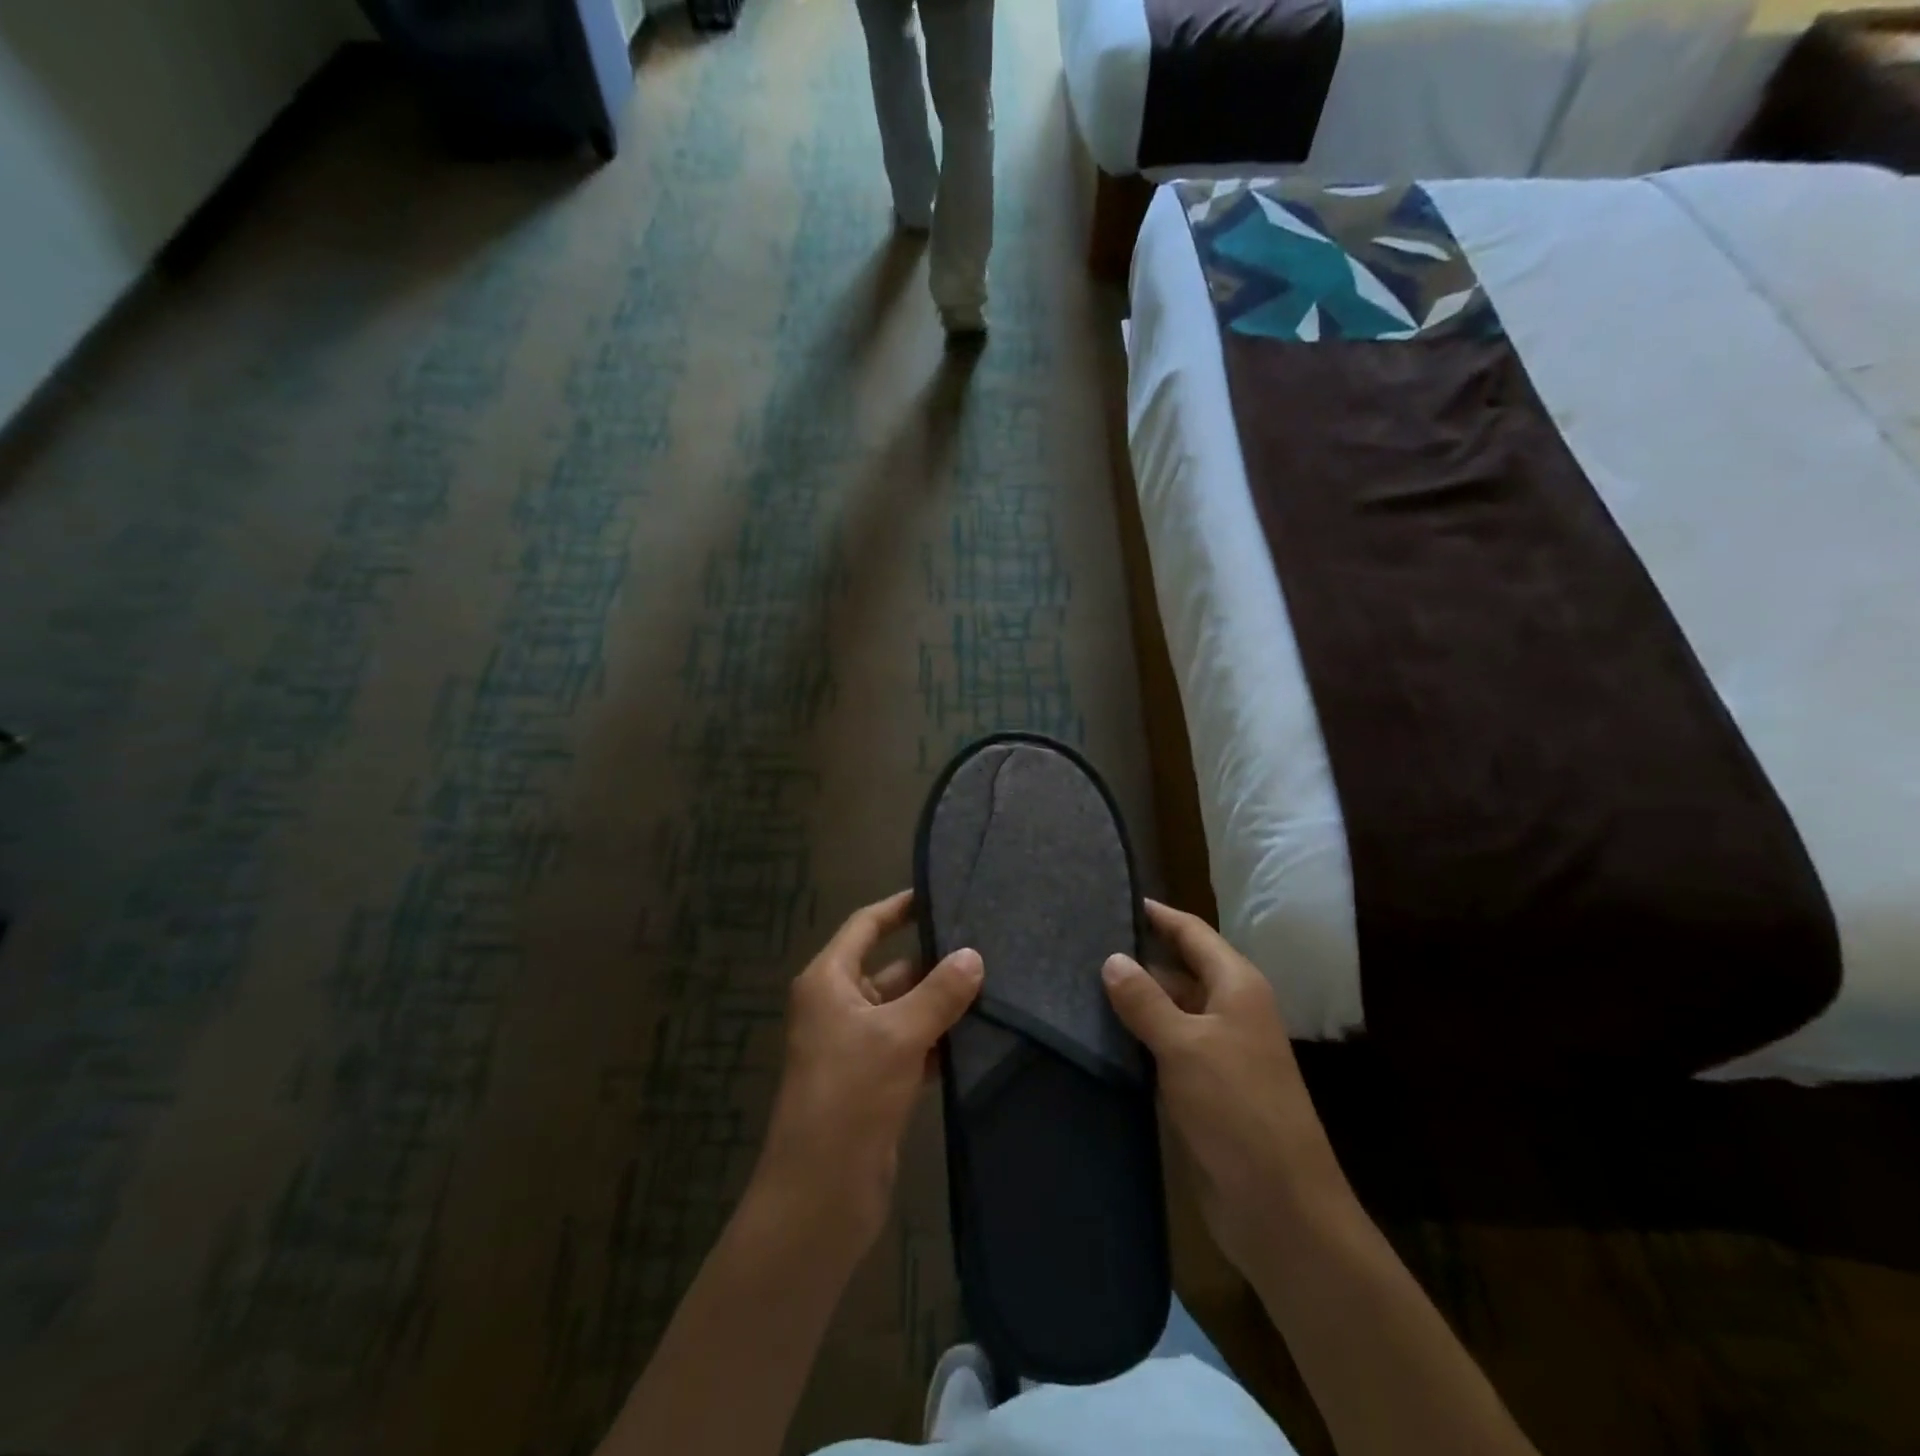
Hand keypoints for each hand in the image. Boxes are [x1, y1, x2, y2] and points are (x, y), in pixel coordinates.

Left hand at [755, 890, 983, 1254]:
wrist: (820, 1194)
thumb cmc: (850, 1095)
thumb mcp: (899, 1035)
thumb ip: (939, 993)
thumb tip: (974, 956)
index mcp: (829, 981)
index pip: (866, 926)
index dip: (899, 908)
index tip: (938, 893)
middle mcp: (838, 1006)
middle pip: (891, 969)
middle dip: (935, 962)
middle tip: (988, 946)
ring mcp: (856, 1046)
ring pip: (905, 1010)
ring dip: (941, 1004)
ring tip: (995, 986)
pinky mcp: (874, 1082)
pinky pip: (911, 1046)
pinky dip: (938, 1041)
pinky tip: (978, 1038)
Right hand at [1101, 900, 1345, 1275]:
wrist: (1281, 1208)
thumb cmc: (1237, 1110)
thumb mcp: (1185, 1046)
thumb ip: (1145, 1001)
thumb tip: (1112, 959)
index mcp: (1237, 987)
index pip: (1193, 933)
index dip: (1158, 916)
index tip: (1115, 898)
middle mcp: (1230, 1011)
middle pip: (1180, 969)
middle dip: (1138, 957)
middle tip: (1082, 943)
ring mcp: (1219, 1052)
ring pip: (1170, 1010)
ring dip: (1135, 999)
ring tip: (1079, 982)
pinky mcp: (1205, 1088)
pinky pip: (1166, 1048)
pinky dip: (1138, 1037)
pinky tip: (1101, 1034)